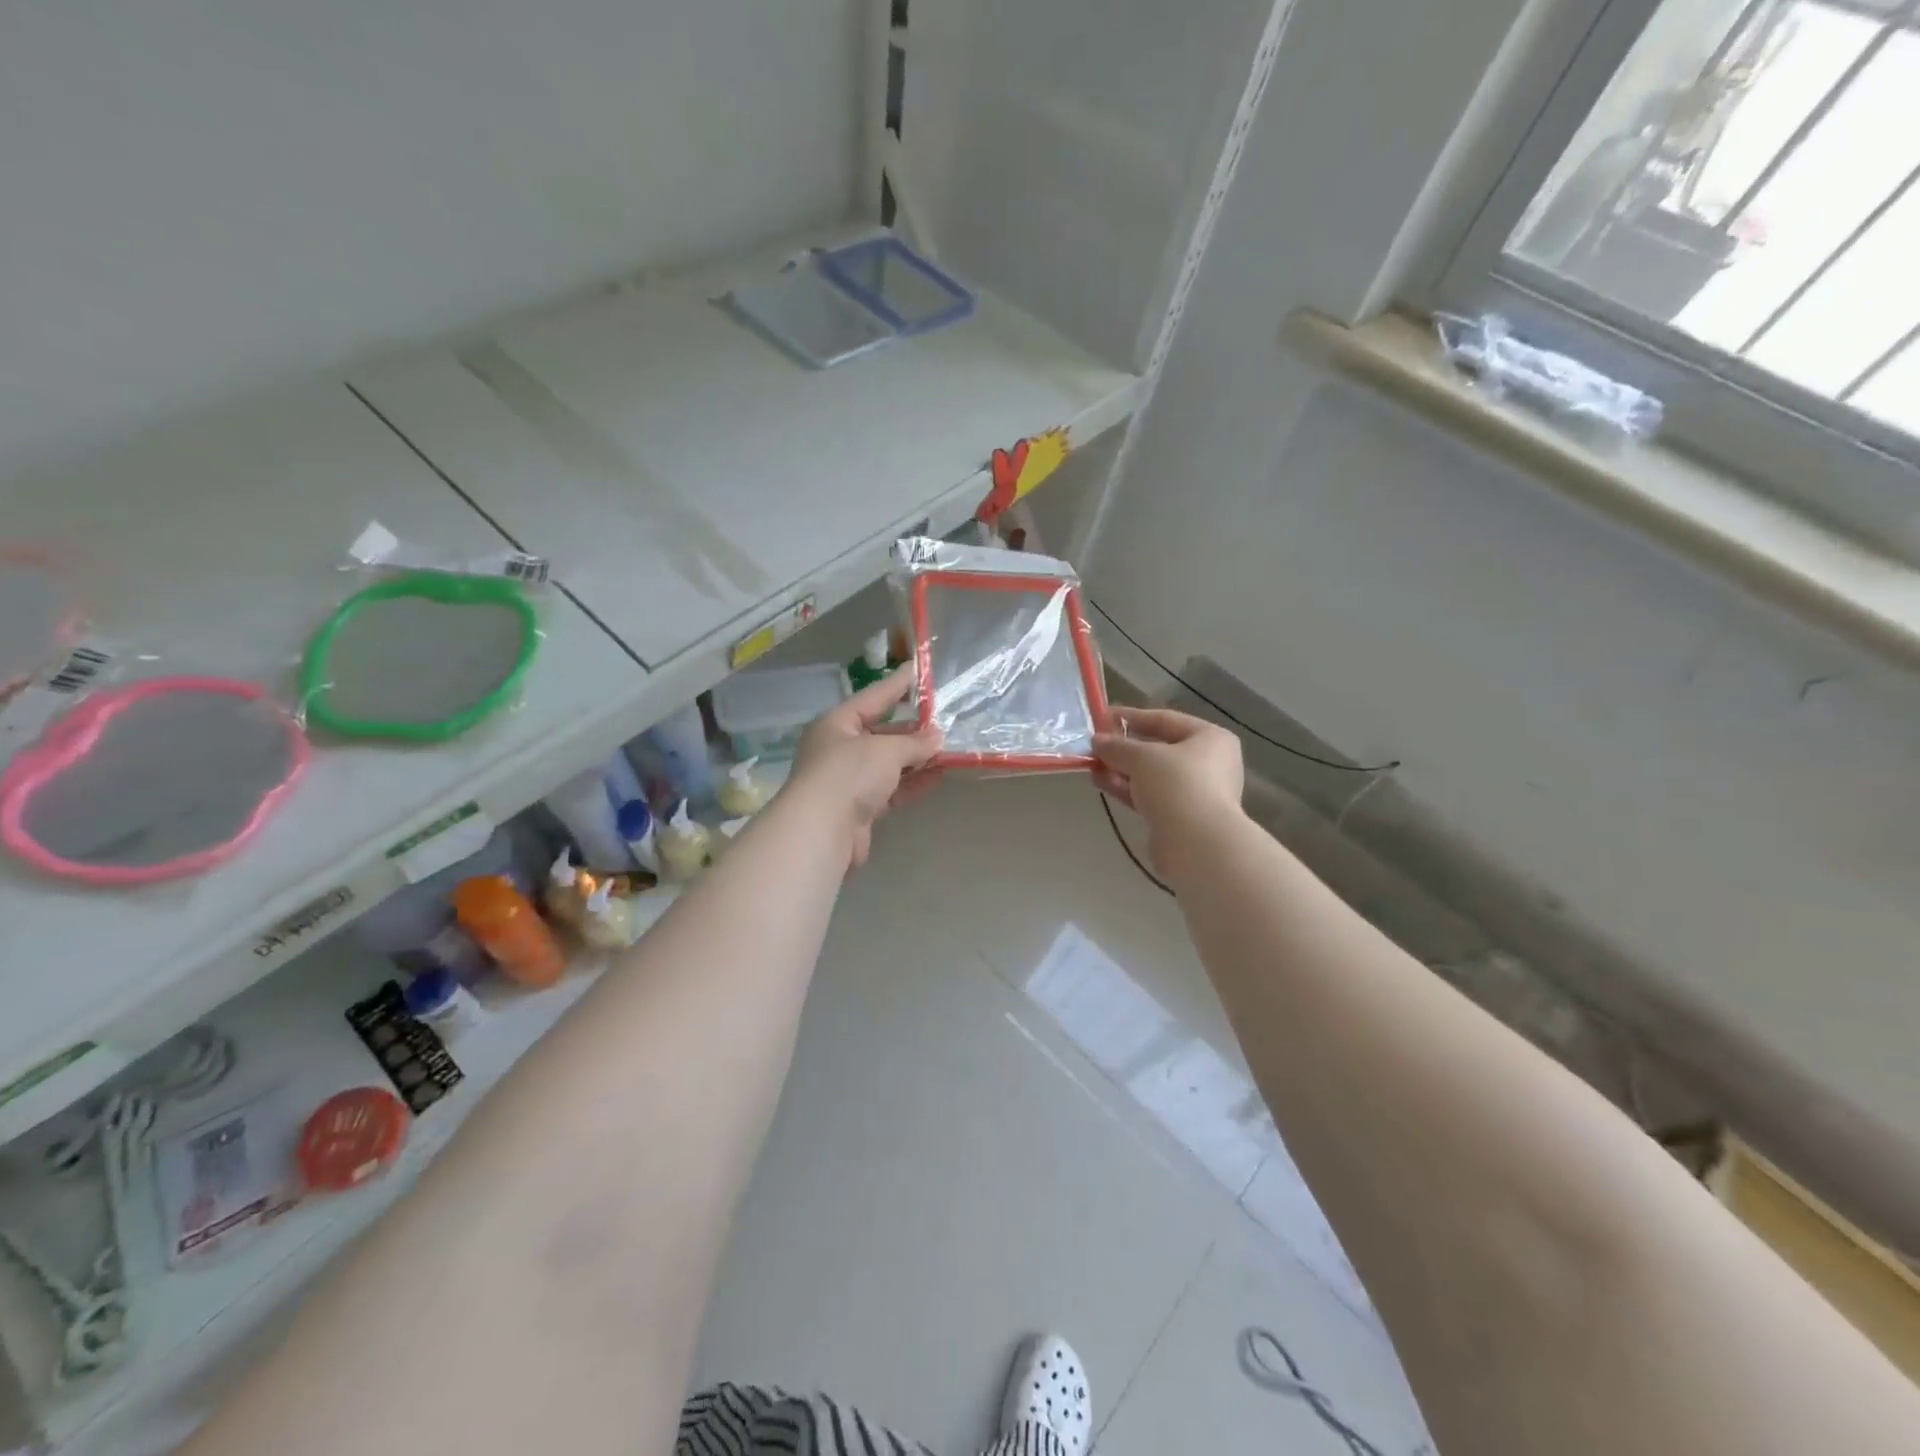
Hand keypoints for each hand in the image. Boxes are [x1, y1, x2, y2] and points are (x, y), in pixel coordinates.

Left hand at [786, 665, 942, 867]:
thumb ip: (914, 742)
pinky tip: (937, 778)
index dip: (897, 685)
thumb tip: (936, 738)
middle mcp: (839, 749)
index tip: (917, 671)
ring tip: (948, 751)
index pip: (873, 697)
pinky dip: (912, 783)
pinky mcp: (858, 808)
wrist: (822, 830)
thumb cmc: (849, 774)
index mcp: (836, 724)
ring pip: (887, 763)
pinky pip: (891, 789)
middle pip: (881, 733)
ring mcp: (848, 780)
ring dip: (916, 759)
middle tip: (944, 723)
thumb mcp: (886, 749)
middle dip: (912, 730)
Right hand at [1092, 707, 1244, 874]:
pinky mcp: (1181, 818)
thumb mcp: (1141, 756)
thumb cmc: (1177, 785)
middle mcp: (1209, 763)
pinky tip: (1102, 783)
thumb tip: (1097, 741)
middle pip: (1158, 749)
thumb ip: (1116, 746)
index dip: (1131, 716)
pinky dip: (1127, 789)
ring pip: (1152, 775)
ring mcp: (1196, 793)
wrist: (1197, 844)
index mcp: (1210, 738)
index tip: (1101, 718)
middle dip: (1124, 748)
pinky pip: (1150, 796)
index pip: (1164, 719)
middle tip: (1095, 746)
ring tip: (1092, 766)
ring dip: (1121, 769)